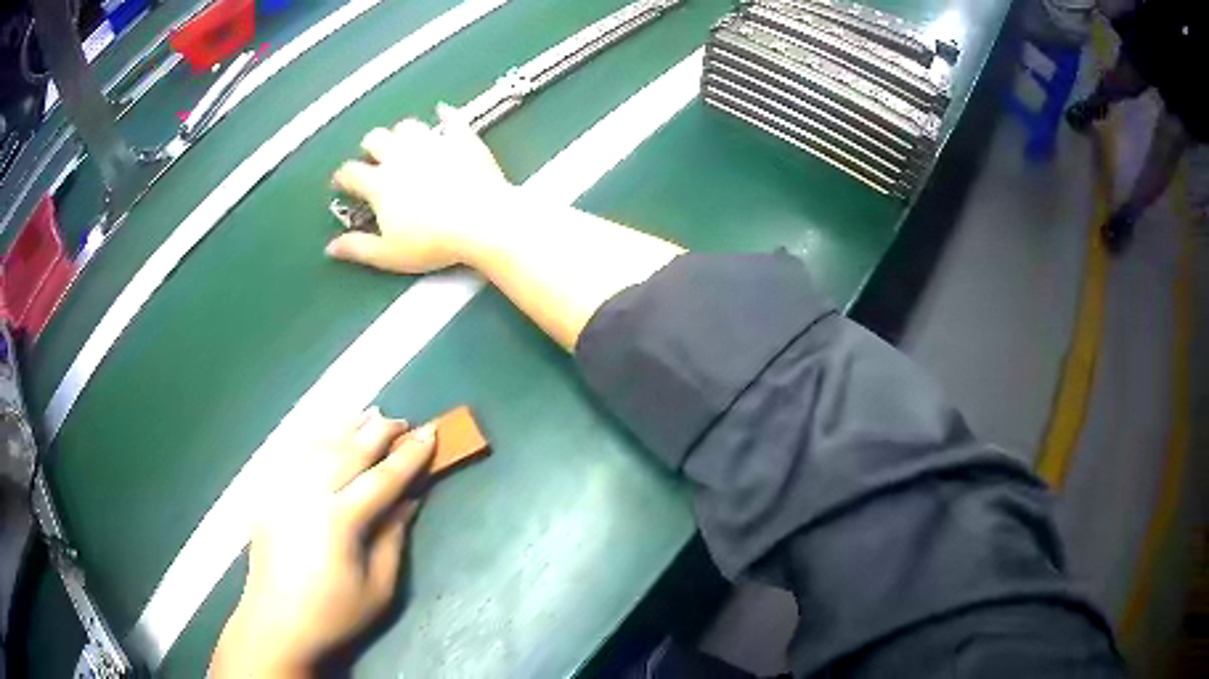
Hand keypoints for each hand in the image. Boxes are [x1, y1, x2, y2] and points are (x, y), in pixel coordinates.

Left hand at [211, 409, 434, 676]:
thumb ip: (394, 538)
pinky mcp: (268, 492)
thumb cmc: (334, 614)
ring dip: (348, 427)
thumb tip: (409, 499)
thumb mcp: (379, 587)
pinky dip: (317, 436)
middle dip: (380, 432)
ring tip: (370, 417)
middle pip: (349, 449)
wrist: (276, 623)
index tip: (431, 432)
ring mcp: (283, 488)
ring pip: (320, 443)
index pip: (382, 478)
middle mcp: (308, 494)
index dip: (409, 455)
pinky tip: (329, 434)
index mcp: (339, 520)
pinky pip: (295, 452)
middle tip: (403, 422)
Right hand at [326, 104, 512, 273]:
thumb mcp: (389, 254)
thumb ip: (357, 248)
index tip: (341, 182)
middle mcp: (401, 156)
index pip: (350, 172)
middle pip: (375, 138)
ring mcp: (433, 143)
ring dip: (401, 131)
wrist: (482, 221)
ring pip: (408, 126)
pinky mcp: (462, 140)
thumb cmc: (434, 241)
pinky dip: (445, 115)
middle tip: (370, 156)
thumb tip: (331, 248)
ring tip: (402, 140)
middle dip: (368, 146)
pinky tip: (443, 111)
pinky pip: (452, 120)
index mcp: (380, 183)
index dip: (341, 177)